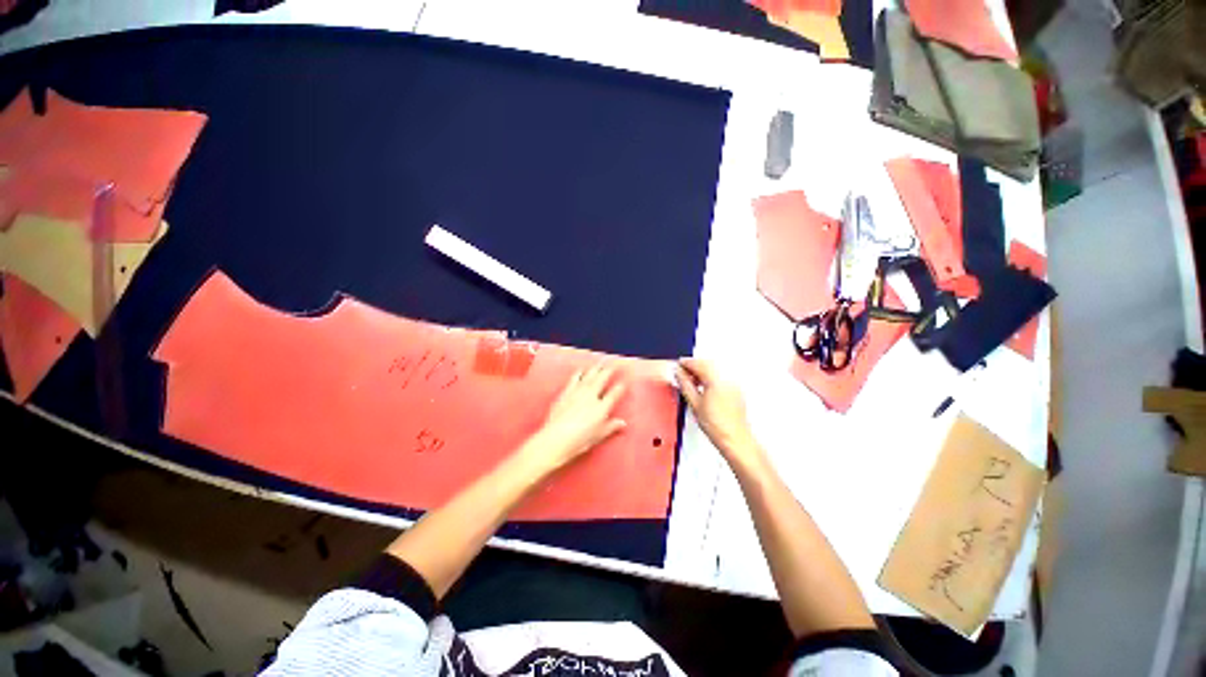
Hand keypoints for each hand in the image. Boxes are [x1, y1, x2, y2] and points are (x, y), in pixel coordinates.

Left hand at [527, 364, 627, 471]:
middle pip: (602, 379)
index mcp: (602, 407)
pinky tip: (580, 370)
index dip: (620, 387)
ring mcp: (577, 392)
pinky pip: (574, 379)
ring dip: (595, 369)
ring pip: (589, 376)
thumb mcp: (599, 435)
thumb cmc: (579, 440)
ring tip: (599, 363)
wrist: (556, 437)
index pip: (614, 393)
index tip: (624, 381)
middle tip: (613, 364)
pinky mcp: (565, 392)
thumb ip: (611, 427)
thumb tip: (622, 423)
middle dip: (609, 371)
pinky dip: (579, 373)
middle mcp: (591, 396)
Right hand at [675, 358, 765, 470]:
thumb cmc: (717, 426)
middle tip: (682, 373)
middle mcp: (727, 379)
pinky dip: (711, 378)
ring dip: (702, 372)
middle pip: (708, 364)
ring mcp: (733, 384)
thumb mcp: (694, 403)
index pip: (698, 364)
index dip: (686, 363)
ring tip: (692, 382)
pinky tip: (704, 388)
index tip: (678, 365)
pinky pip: (722, 377)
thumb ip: (685, 384)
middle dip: (694, 367)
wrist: (734, 439)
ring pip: (715, 370)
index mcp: (716, 380)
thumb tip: (679, 374)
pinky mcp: (736, 391)